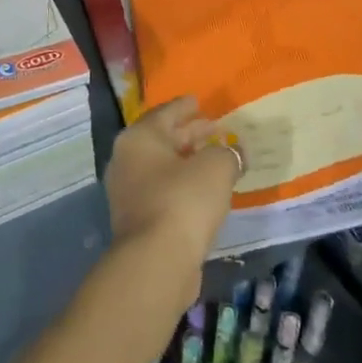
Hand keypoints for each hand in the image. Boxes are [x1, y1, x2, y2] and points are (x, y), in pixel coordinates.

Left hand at [103, 95, 240, 286]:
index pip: (165, 112)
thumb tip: (234, 152)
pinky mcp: (137, 219)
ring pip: (162, 167)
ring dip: (187, 161)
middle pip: (162, 139)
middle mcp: (127, 159)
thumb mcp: (216, 167)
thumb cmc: (184, 200)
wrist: (157, 261)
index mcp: (139, 137)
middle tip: (213, 128)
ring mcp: (128, 191)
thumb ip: (227, 153)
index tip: (199, 102)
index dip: (185, 106)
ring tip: (214, 158)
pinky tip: (204, 190)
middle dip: (189, 133)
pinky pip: (163, 190)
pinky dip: (182, 185)